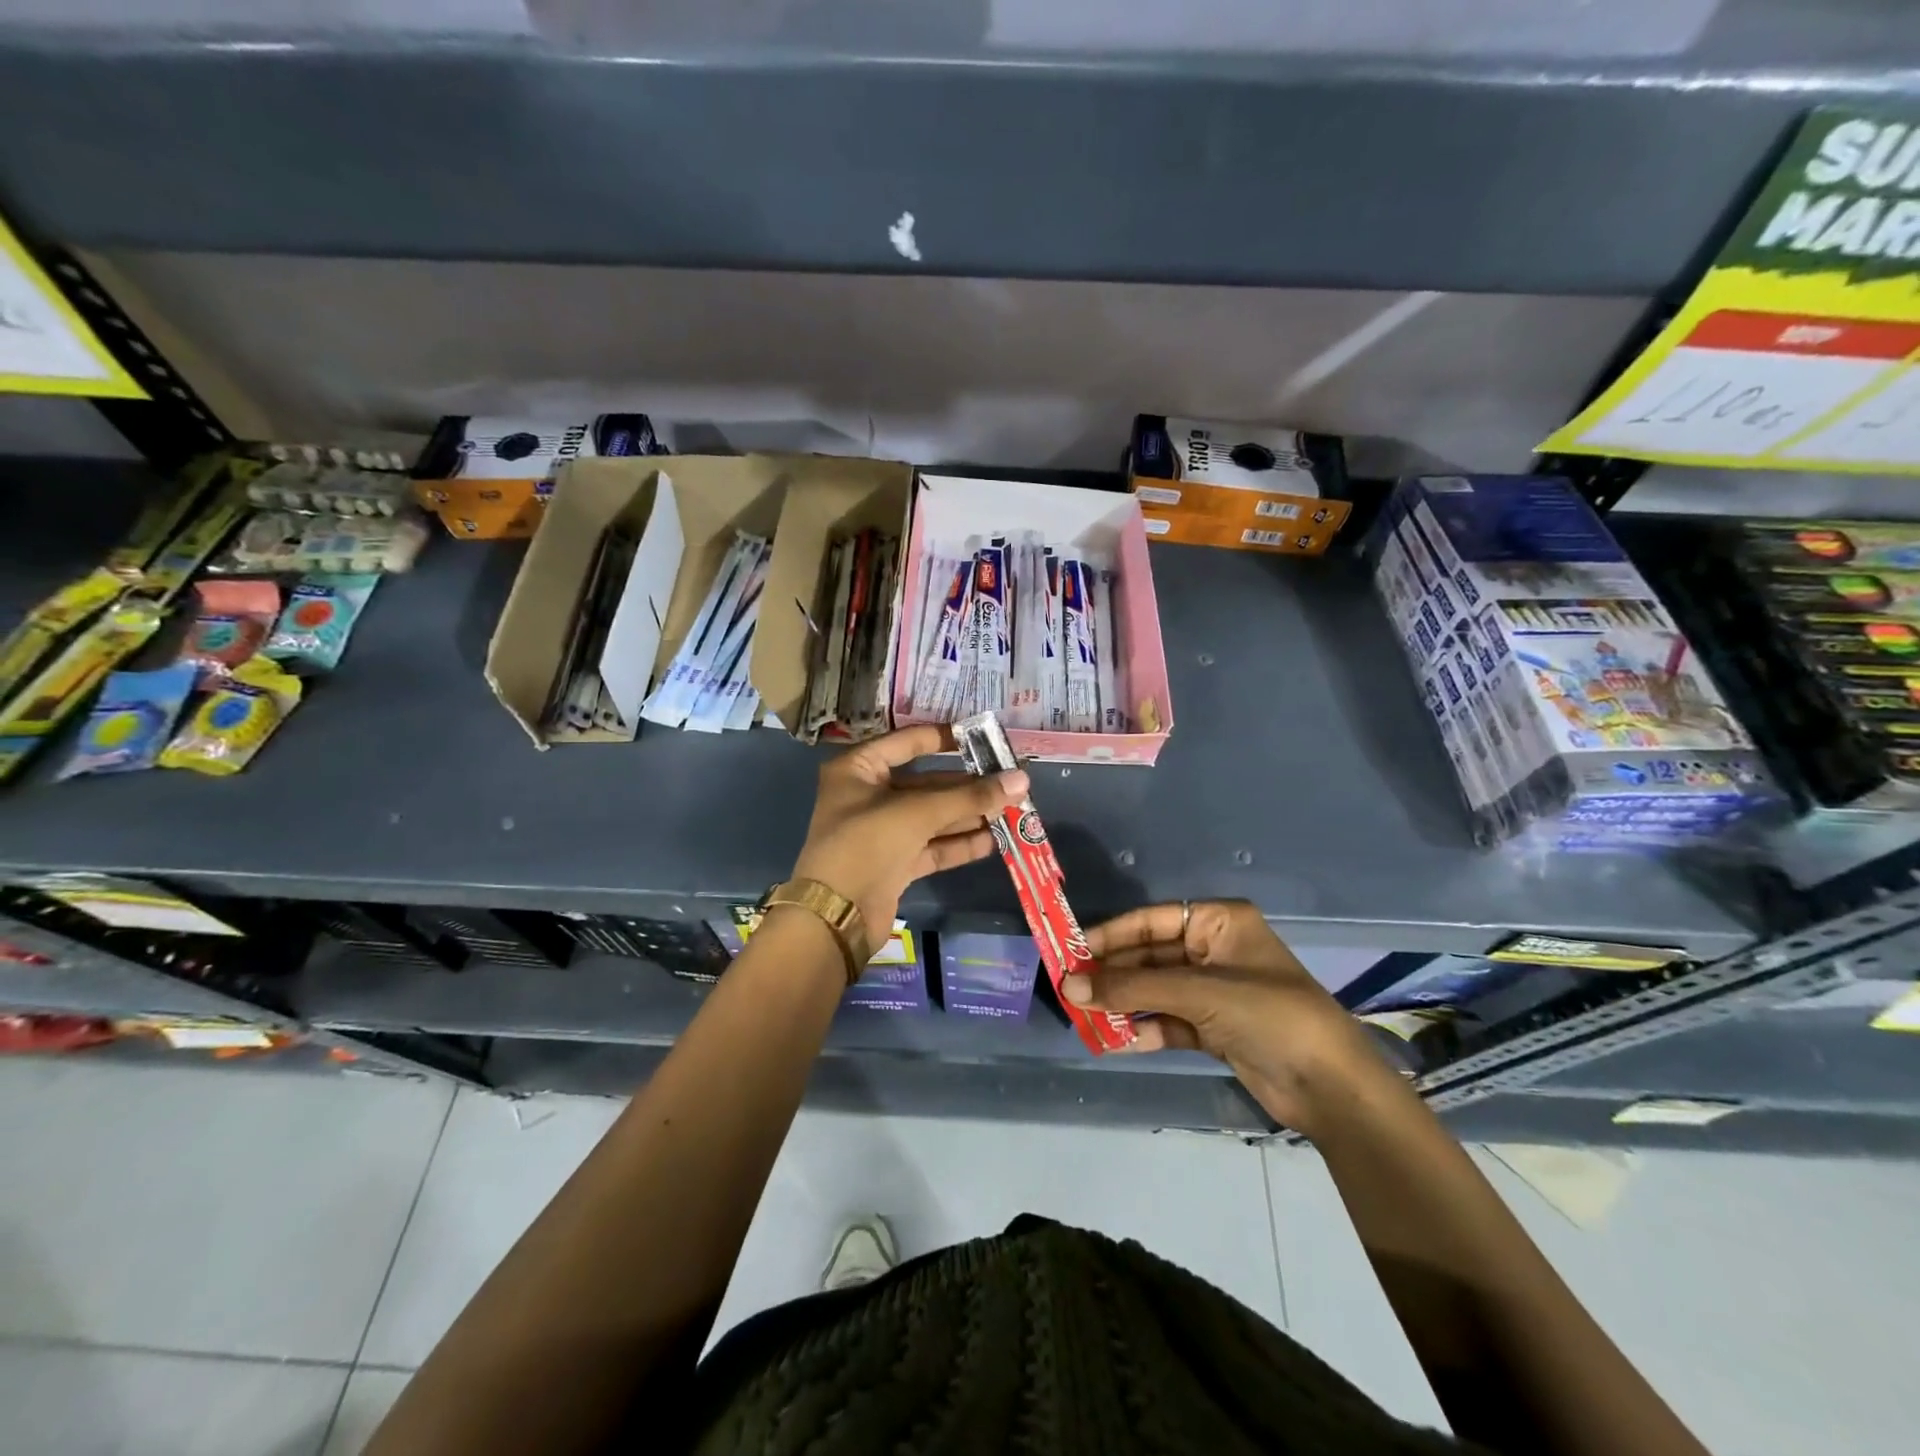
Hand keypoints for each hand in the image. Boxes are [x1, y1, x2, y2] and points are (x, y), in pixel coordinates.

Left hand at [792, 724, 1027, 947]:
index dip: (946, 738)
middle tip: (1011, 782)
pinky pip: (933, 846)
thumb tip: (1021, 780)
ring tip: (1013, 810)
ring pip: (933, 817)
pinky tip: (993, 840)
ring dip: (969, 815)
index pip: (908, 742)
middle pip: (927, 783)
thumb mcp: (918, 813)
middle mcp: (869, 795)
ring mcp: (882, 832)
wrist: (835, 917)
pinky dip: (960, 843)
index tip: (986, 739)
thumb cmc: (867, 844)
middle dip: (968, 786)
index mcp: (859, 768)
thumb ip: (970, 797)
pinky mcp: (894, 864)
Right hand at [1067, 900, 1392, 1133]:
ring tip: (1082, 1014)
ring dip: (1123, 1002)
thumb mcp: (1199, 993)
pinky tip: (1115, 1039)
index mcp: (1219, 922)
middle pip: (1149, 956)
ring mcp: (1213, 990)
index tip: (1071, 950)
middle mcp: (1214, 950)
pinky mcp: (1213, 1028)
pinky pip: (1167, 1020)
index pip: (1151, 921)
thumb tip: (1069, 987)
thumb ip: (1133, 988)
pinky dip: (1143, 1028)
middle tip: (1069, 988)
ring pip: (1155, 989)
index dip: (1110, 935)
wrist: (1331, 1088)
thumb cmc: (1269, 1016)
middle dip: (1113, 974)